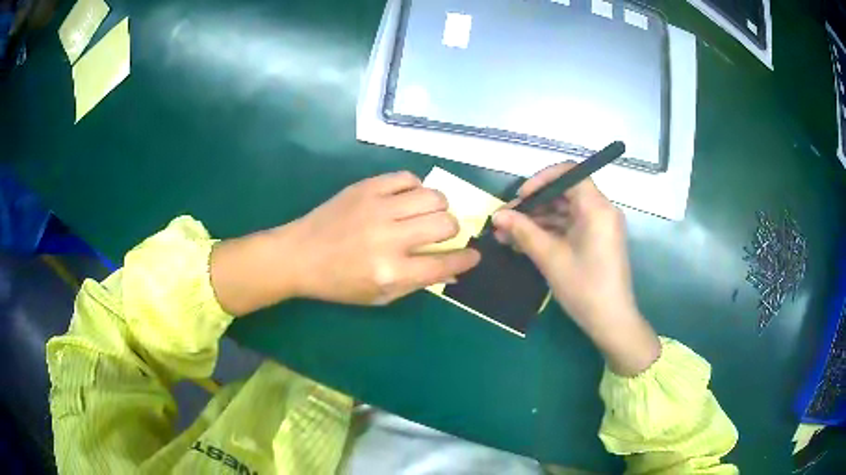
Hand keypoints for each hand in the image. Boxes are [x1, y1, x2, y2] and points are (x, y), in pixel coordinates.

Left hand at [211, 172, 480, 314]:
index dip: (466, 259)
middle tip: (443, 233)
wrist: (299, 255)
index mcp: (392, 272)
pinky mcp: (366, 187)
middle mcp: (389, 238)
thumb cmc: (338, 283)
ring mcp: (378, 208)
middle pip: (445, 223)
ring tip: (427, 213)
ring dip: (439, 206)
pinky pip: (407, 178)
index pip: (445, 263)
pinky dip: (415, 187)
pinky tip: (406, 198)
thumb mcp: (379, 296)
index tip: (474, 255)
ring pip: (432, 196)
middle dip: (454, 229)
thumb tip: (453, 270)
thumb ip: (418, 283)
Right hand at [491, 163, 659, 375]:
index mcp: (596, 207)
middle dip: (534, 205)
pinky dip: (549, 232)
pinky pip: (570, 227)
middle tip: (506, 220)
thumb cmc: (584, 286)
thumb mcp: (550, 257)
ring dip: (537, 221)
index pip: (569, 173)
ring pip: (564, 212)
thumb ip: (523, 231)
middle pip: (564, 193)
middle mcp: (601, 210)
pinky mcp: (596, 241)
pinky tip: (524, 243)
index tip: (520, 197)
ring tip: (508, 235)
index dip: (541, 180)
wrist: (611, 321)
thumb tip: (497, 215)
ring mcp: (599, 226)